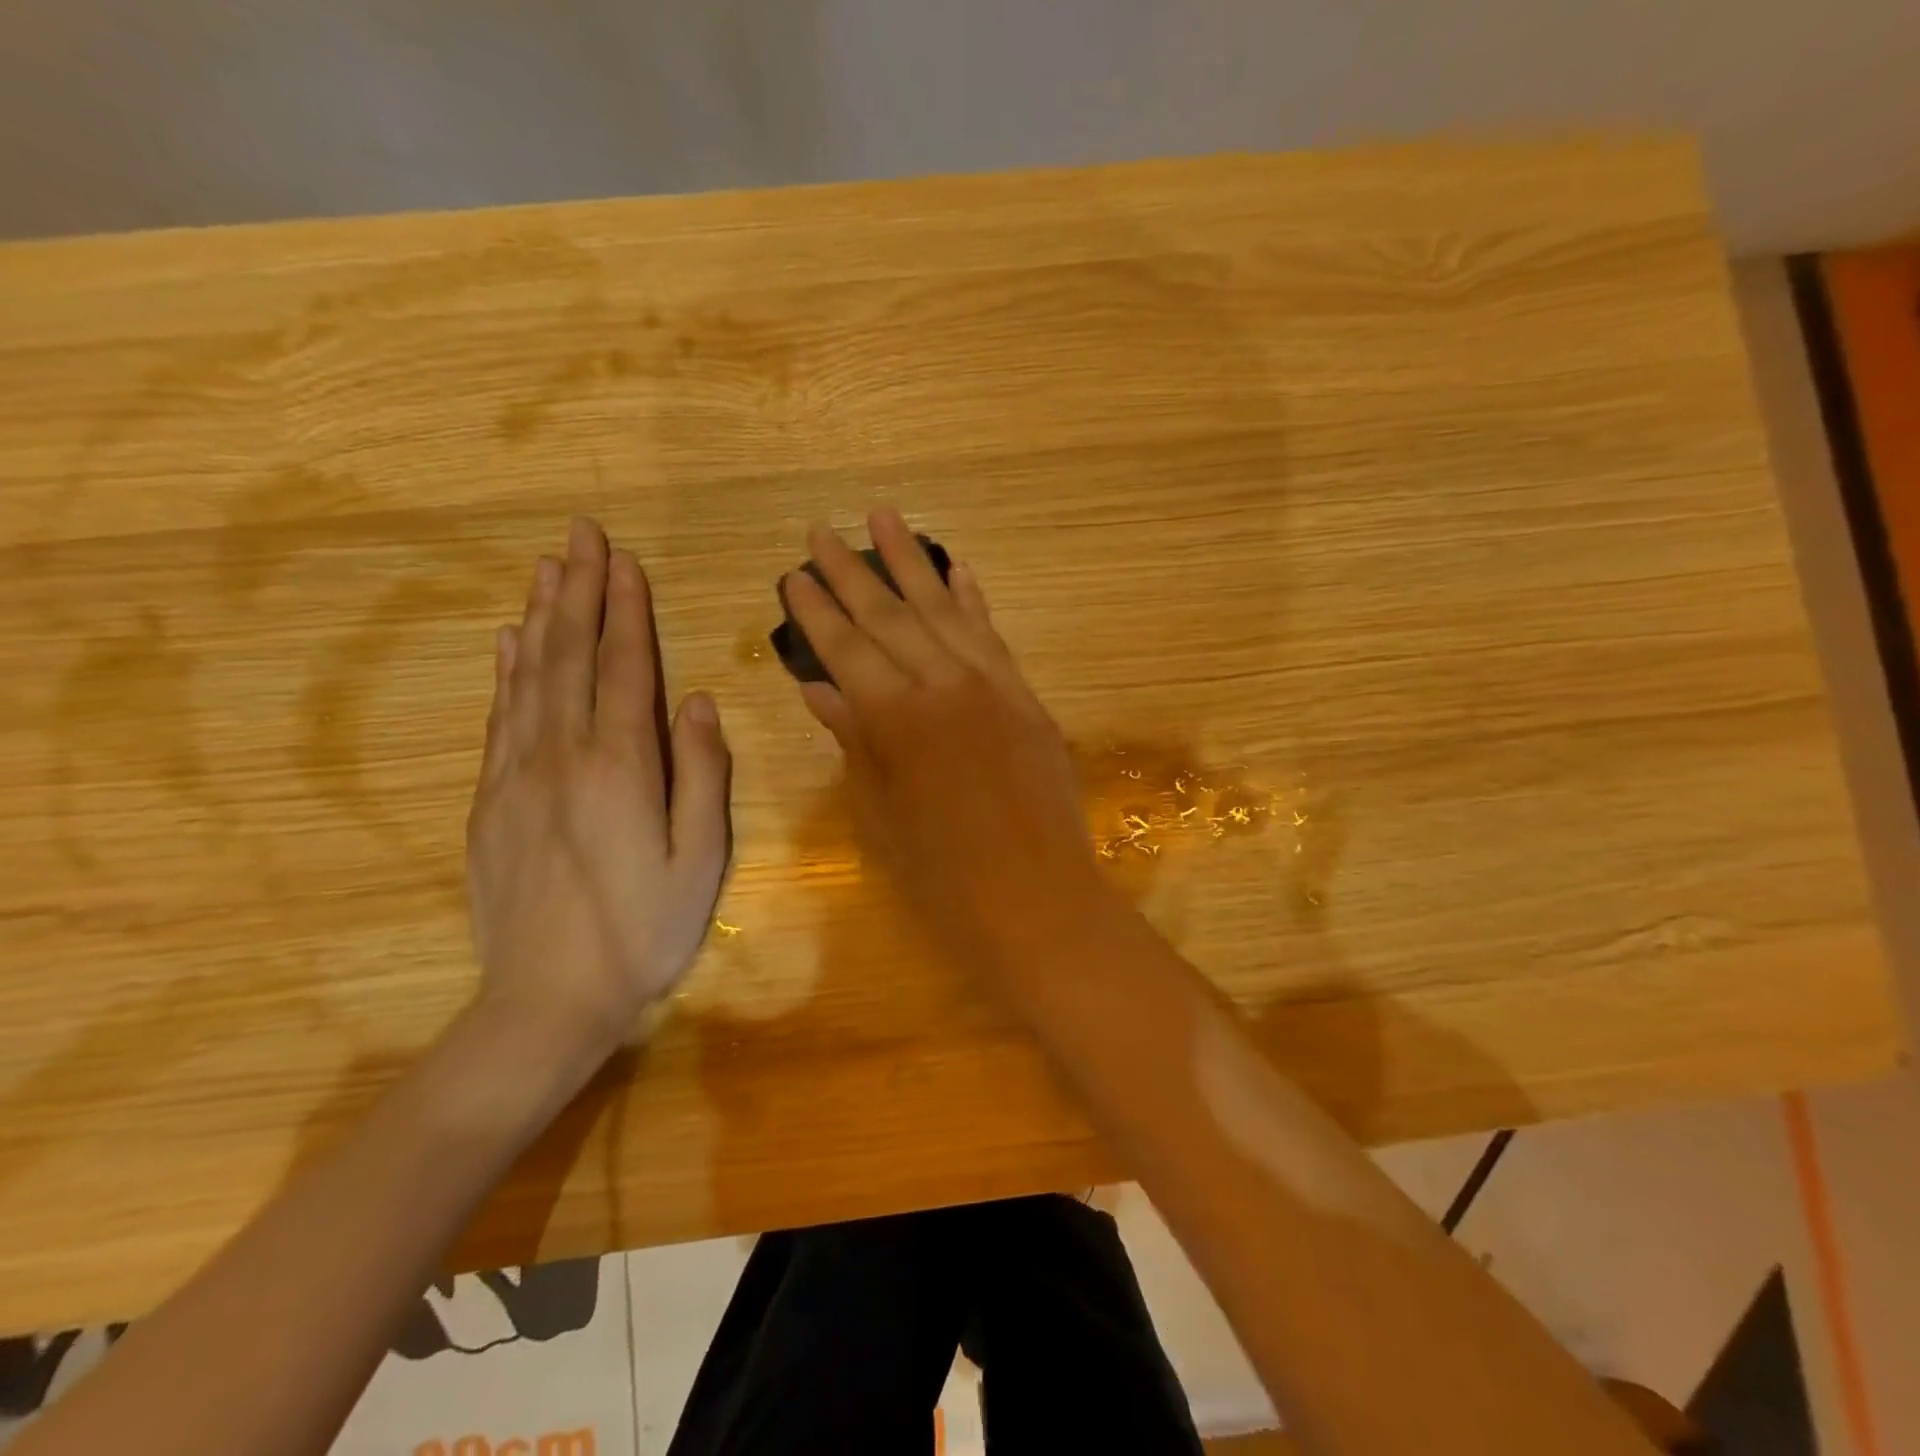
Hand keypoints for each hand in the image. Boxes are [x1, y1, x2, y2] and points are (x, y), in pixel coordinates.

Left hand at [465, 518, 731, 1062]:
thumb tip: (699, 701)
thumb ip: (702, 774)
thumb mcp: (701, 858)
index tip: (624, 560)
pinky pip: (500, 716)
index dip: (626, 610)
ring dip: (543, 617)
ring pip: (530, 676)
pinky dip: (507, 670)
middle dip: (580, 591)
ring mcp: (519, 775)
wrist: (547, 998)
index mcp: (622, 766)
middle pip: (572, 656)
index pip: (626, 667)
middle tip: (582, 535)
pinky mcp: (491, 800)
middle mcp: (564, 755)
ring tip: (549, 569)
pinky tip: (509, 641)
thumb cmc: (644, 930)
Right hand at [785, 509, 1112, 969]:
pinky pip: (993, 636)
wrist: (1035, 897)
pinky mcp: (1025, 696)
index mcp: (894, 717)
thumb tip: (819, 687)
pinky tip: (957, 570)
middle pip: (890, 615)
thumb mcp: (880, 810)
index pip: (846, 646)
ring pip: (943, 610)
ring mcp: (990, 685)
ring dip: (912, 563)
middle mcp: (942, 684)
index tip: (794, 572)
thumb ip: (853, 739)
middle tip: (822, 529)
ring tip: (885, 517)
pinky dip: (972, 600)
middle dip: (852, 571)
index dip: (817, 609)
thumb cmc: (941, 872)